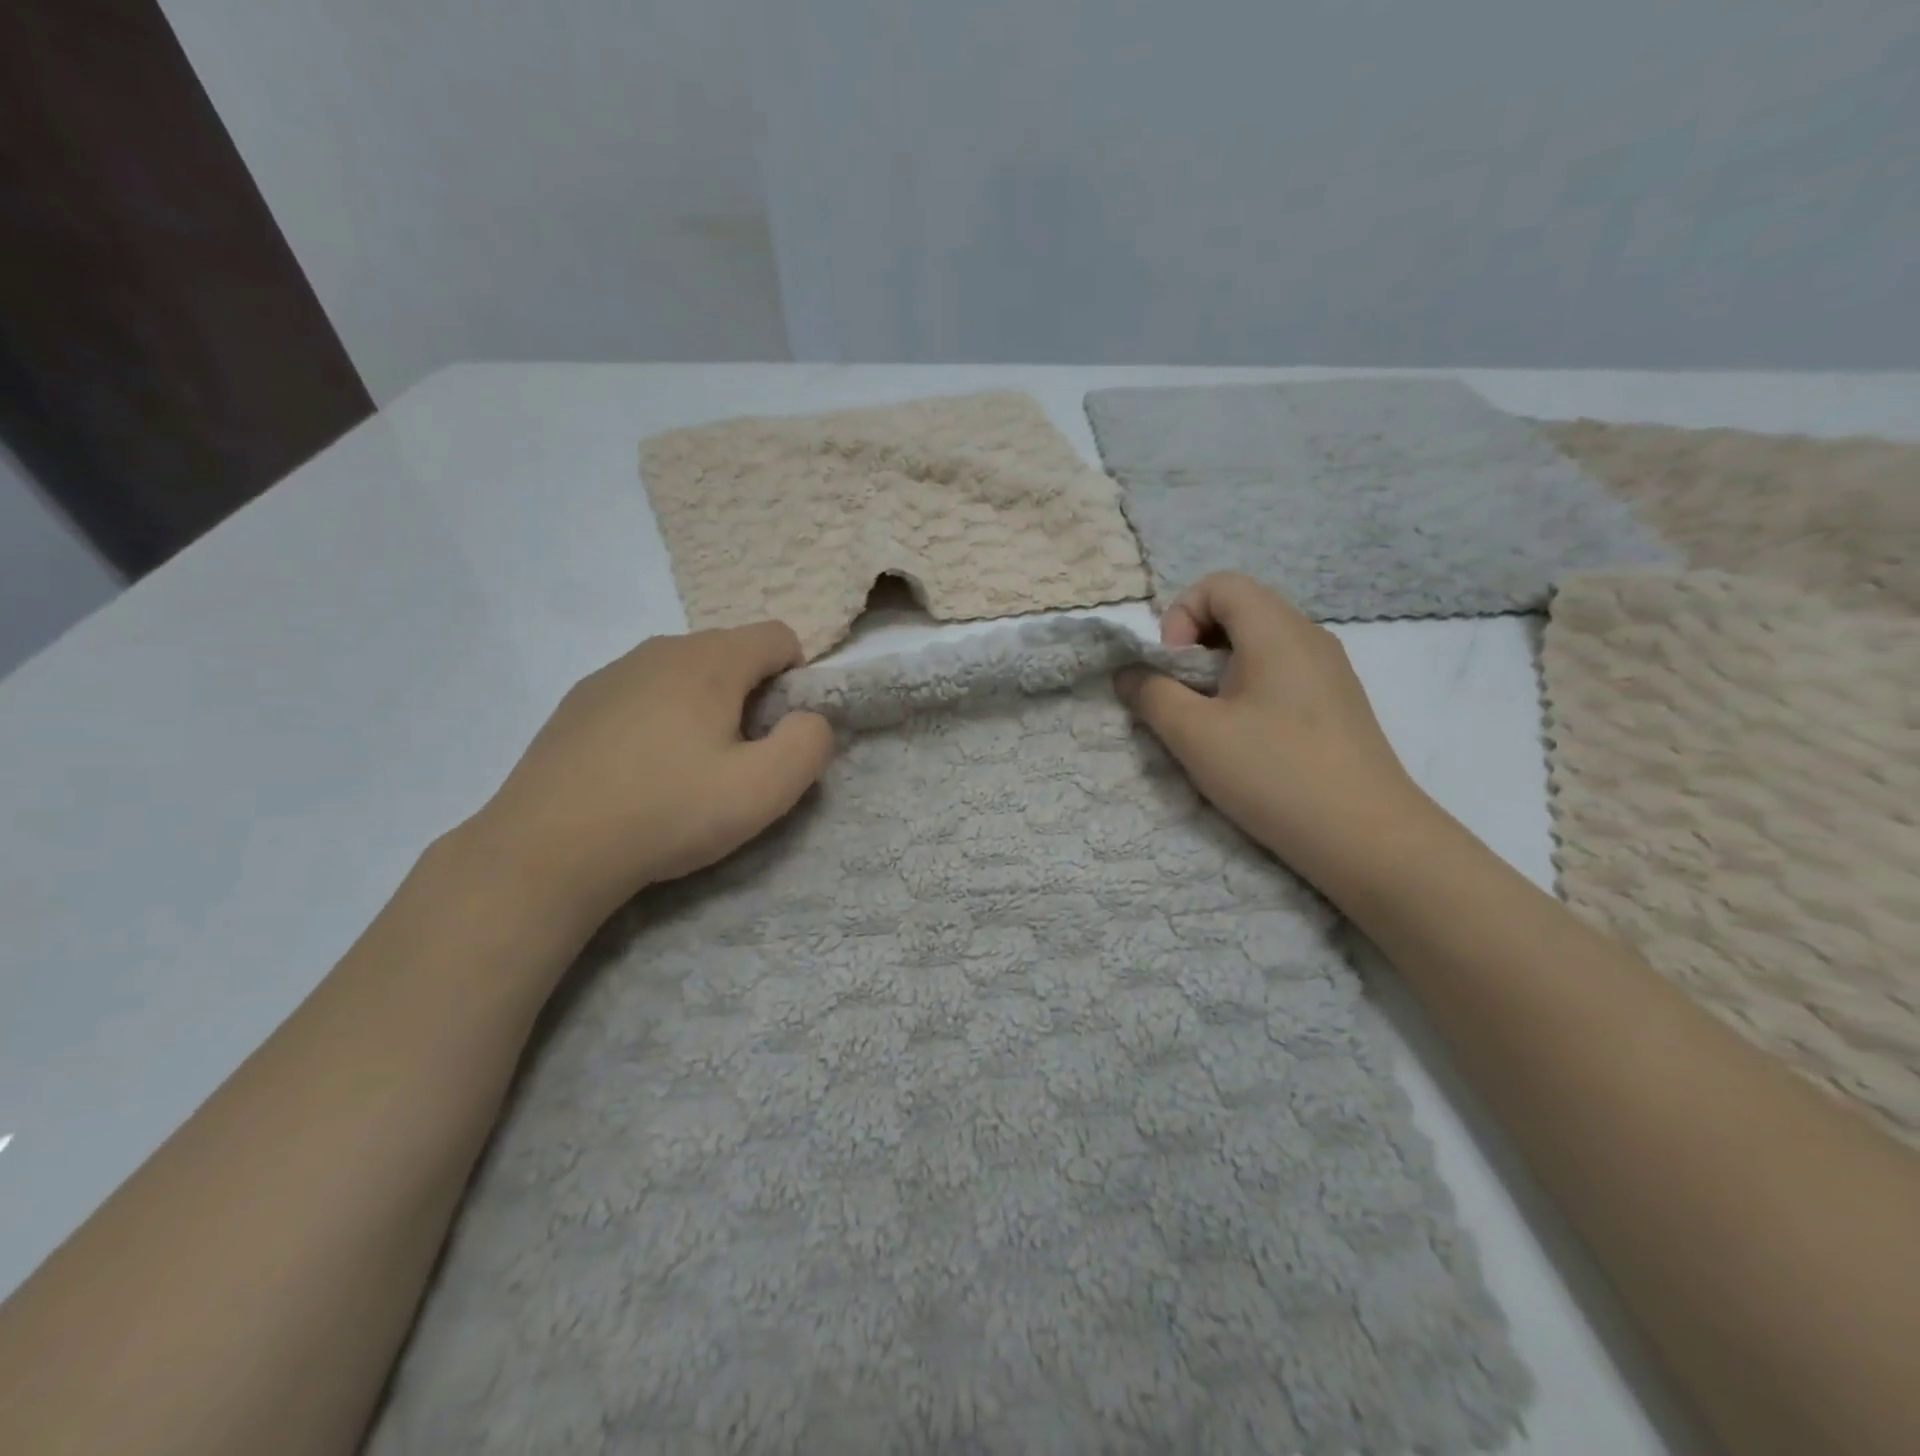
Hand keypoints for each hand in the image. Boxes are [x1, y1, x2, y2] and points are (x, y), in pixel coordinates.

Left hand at [467, 622, 833, 926]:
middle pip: (731, 653)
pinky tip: (639, 773)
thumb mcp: (764, 790)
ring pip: (685, 674)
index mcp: (710, 660)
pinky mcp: (579, 701)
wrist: (546, 850)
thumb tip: (810, 719)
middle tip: (735, 761)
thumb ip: (809, 744)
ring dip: (704, 709)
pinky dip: (658, 719)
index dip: (796, 680)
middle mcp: (660, 649)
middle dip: (750, 697)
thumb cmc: (667, 813)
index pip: (778, 637)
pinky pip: (643, 693)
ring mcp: (612, 672)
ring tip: (685, 771)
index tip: (777, 734)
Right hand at [1115, 573, 1433, 891]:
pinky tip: (1246, 736)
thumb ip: (1151, 695)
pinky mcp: (1337, 703)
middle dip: (1196, 643)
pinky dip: (1249, 686)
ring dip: (1220, 668)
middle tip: (1182, 693)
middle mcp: (1309, 636)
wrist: (1366, 837)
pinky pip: (1282, 671)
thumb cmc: (1274, 774)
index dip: (1180, 614)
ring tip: (1209, 718)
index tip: (1171, 667)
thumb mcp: (1195, 735)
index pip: (1219, 584)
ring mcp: (1330, 670)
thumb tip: (1128, 673)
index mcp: (1276, 630)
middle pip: (1240, 609)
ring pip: (1261, 643)